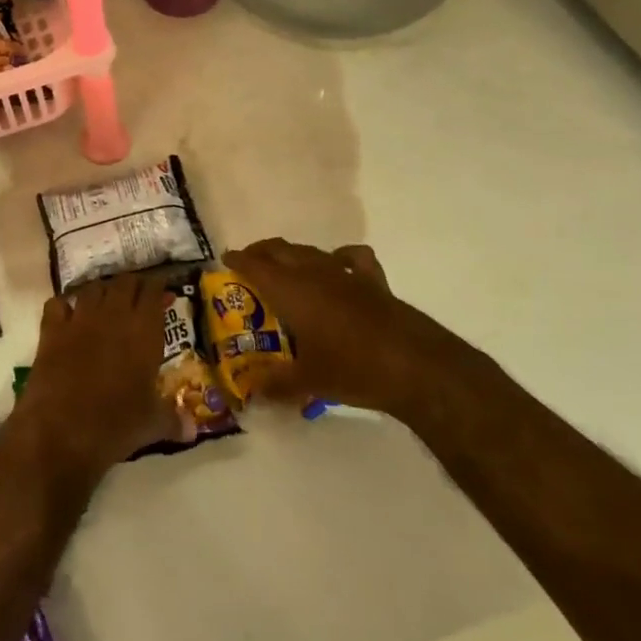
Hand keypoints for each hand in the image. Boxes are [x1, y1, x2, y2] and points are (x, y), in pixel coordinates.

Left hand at [13, 272, 181, 481]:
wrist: (61, 431)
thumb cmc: (116, 424)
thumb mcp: (152, 424)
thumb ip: (174, 420)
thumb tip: (193, 429)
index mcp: (143, 331)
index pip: (152, 291)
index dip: (158, 287)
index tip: (163, 291)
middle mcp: (113, 315)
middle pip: (124, 283)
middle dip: (133, 285)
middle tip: (138, 296)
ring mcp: (79, 319)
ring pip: (93, 288)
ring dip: (102, 291)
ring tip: (107, 302)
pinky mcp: (51, 330)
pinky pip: (58, 304)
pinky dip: (65, 305)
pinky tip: (68, 315)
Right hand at [222, 240, 462, 418]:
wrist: (415, 366)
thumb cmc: (353, 369)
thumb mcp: (308, 382)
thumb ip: (276, 384)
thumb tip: (252, 391)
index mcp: (291, 290)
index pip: (255, 265)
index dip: (238, 260)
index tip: (225, 260)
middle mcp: (314, 272)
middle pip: (280, 249)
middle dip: (261, 252)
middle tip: (249, 264)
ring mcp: (345, 273)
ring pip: (310, 251)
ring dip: (293, 255)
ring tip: (285, 269)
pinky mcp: (373, 281)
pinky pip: (351, 258)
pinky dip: (339, 257)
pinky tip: (338, 268)